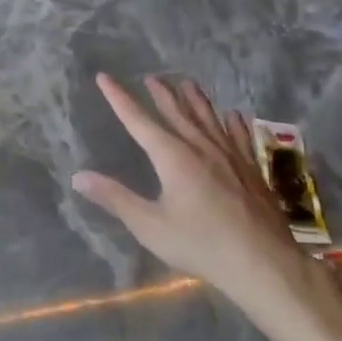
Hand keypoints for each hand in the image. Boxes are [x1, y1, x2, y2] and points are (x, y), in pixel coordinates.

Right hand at [72, 74, 329, 317]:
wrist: (263, 263)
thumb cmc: (200, 245)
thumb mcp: (149, 226)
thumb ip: (115, 198)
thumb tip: (78, 176)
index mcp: (173, 158)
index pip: (138, 121)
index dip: (119, 98)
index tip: (104, 77)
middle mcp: (201, 148)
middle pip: (177, 113)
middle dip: (161, 94)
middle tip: (151, 77)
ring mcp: (230, 157)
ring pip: (209, 119)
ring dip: (195, 100)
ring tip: (187, 83)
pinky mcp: (251, 170)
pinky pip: (239, 137)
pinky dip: (233, 123)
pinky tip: (234, 116)